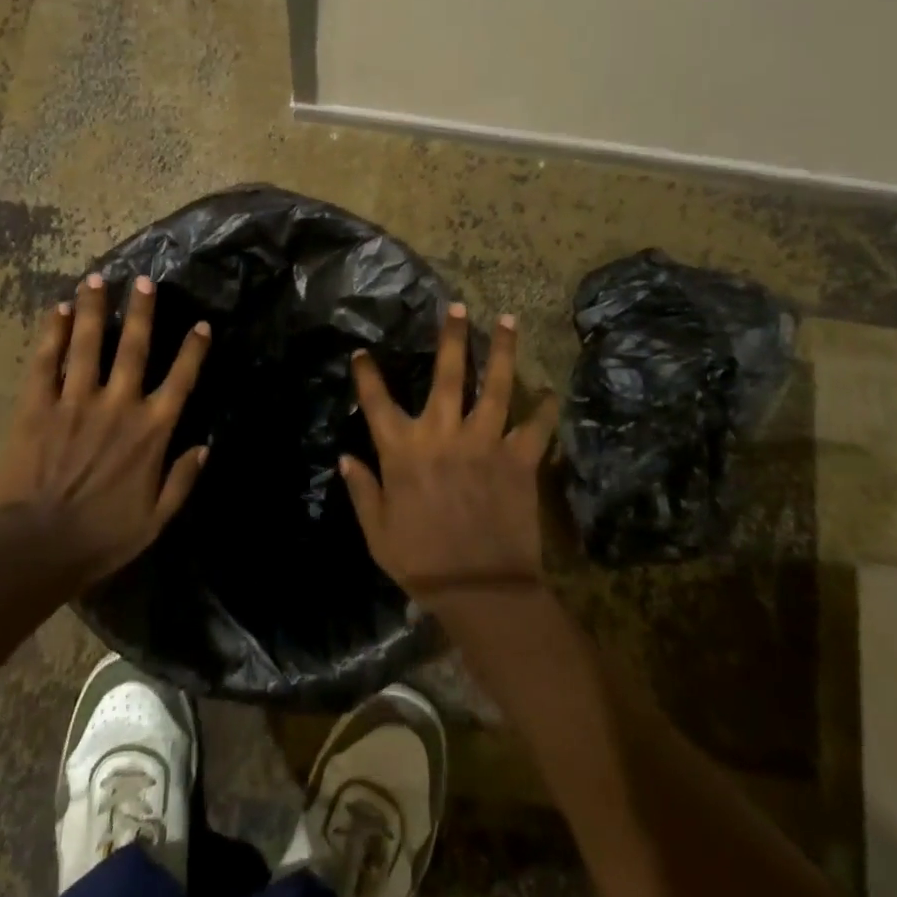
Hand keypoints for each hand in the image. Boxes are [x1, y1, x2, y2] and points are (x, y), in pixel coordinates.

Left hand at [0, 272, 210, 589]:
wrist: (33, 551)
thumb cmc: (99, 539)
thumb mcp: (155, 521)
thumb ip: (183, 480)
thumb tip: (206, 445)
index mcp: (150, 432)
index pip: (180, 380)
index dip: (193, 350)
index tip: (201, 324)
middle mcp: (118, 405)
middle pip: (133, 347)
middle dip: (141, 311)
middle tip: (144, 280)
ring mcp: (75, 402)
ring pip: (87, 344)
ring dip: (93, 309)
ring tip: (96, 279)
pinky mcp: (36, 408)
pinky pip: (45, 363)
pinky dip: (50, 335)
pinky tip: (55, 311)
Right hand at [341, 304, 560, 602]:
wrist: (481, 591)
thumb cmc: (423, 563)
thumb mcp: (378, 533)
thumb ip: (362, 491)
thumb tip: (345, 458)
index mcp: (403, 449)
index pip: (376, 400)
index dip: (366, 373)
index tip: (362, 353)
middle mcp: (442, 433)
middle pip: (446, 373)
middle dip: (451, 336)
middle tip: (457, 305)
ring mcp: (484, 442)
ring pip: (494, 384)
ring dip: (501, 350)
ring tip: (507, 320)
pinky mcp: (519, 459)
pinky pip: (536, 427)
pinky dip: (545, 409)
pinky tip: (550, 391)